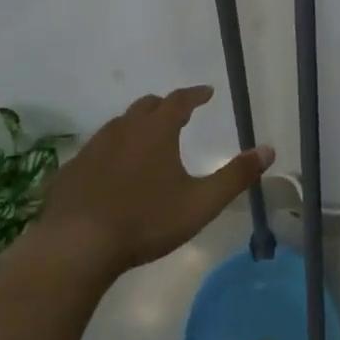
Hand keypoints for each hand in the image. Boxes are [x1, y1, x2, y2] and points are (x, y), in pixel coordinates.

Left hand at [32, 87, 272, 277]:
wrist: (77, 246)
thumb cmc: (146, 220)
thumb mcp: (200, 203)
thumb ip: (236, 176)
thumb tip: (268, 150)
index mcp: (156, 131)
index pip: (179, 100)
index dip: (195, 95)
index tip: (207, 92)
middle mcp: (123, 130)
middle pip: (145, 107)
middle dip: (163, 107)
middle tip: (177, 114)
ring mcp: (92, 149)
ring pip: (117, 126)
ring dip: (135, 127)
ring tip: (145, 141)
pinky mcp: (70, 171)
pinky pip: (95, 151)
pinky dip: (110, 152)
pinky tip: (111, 172)